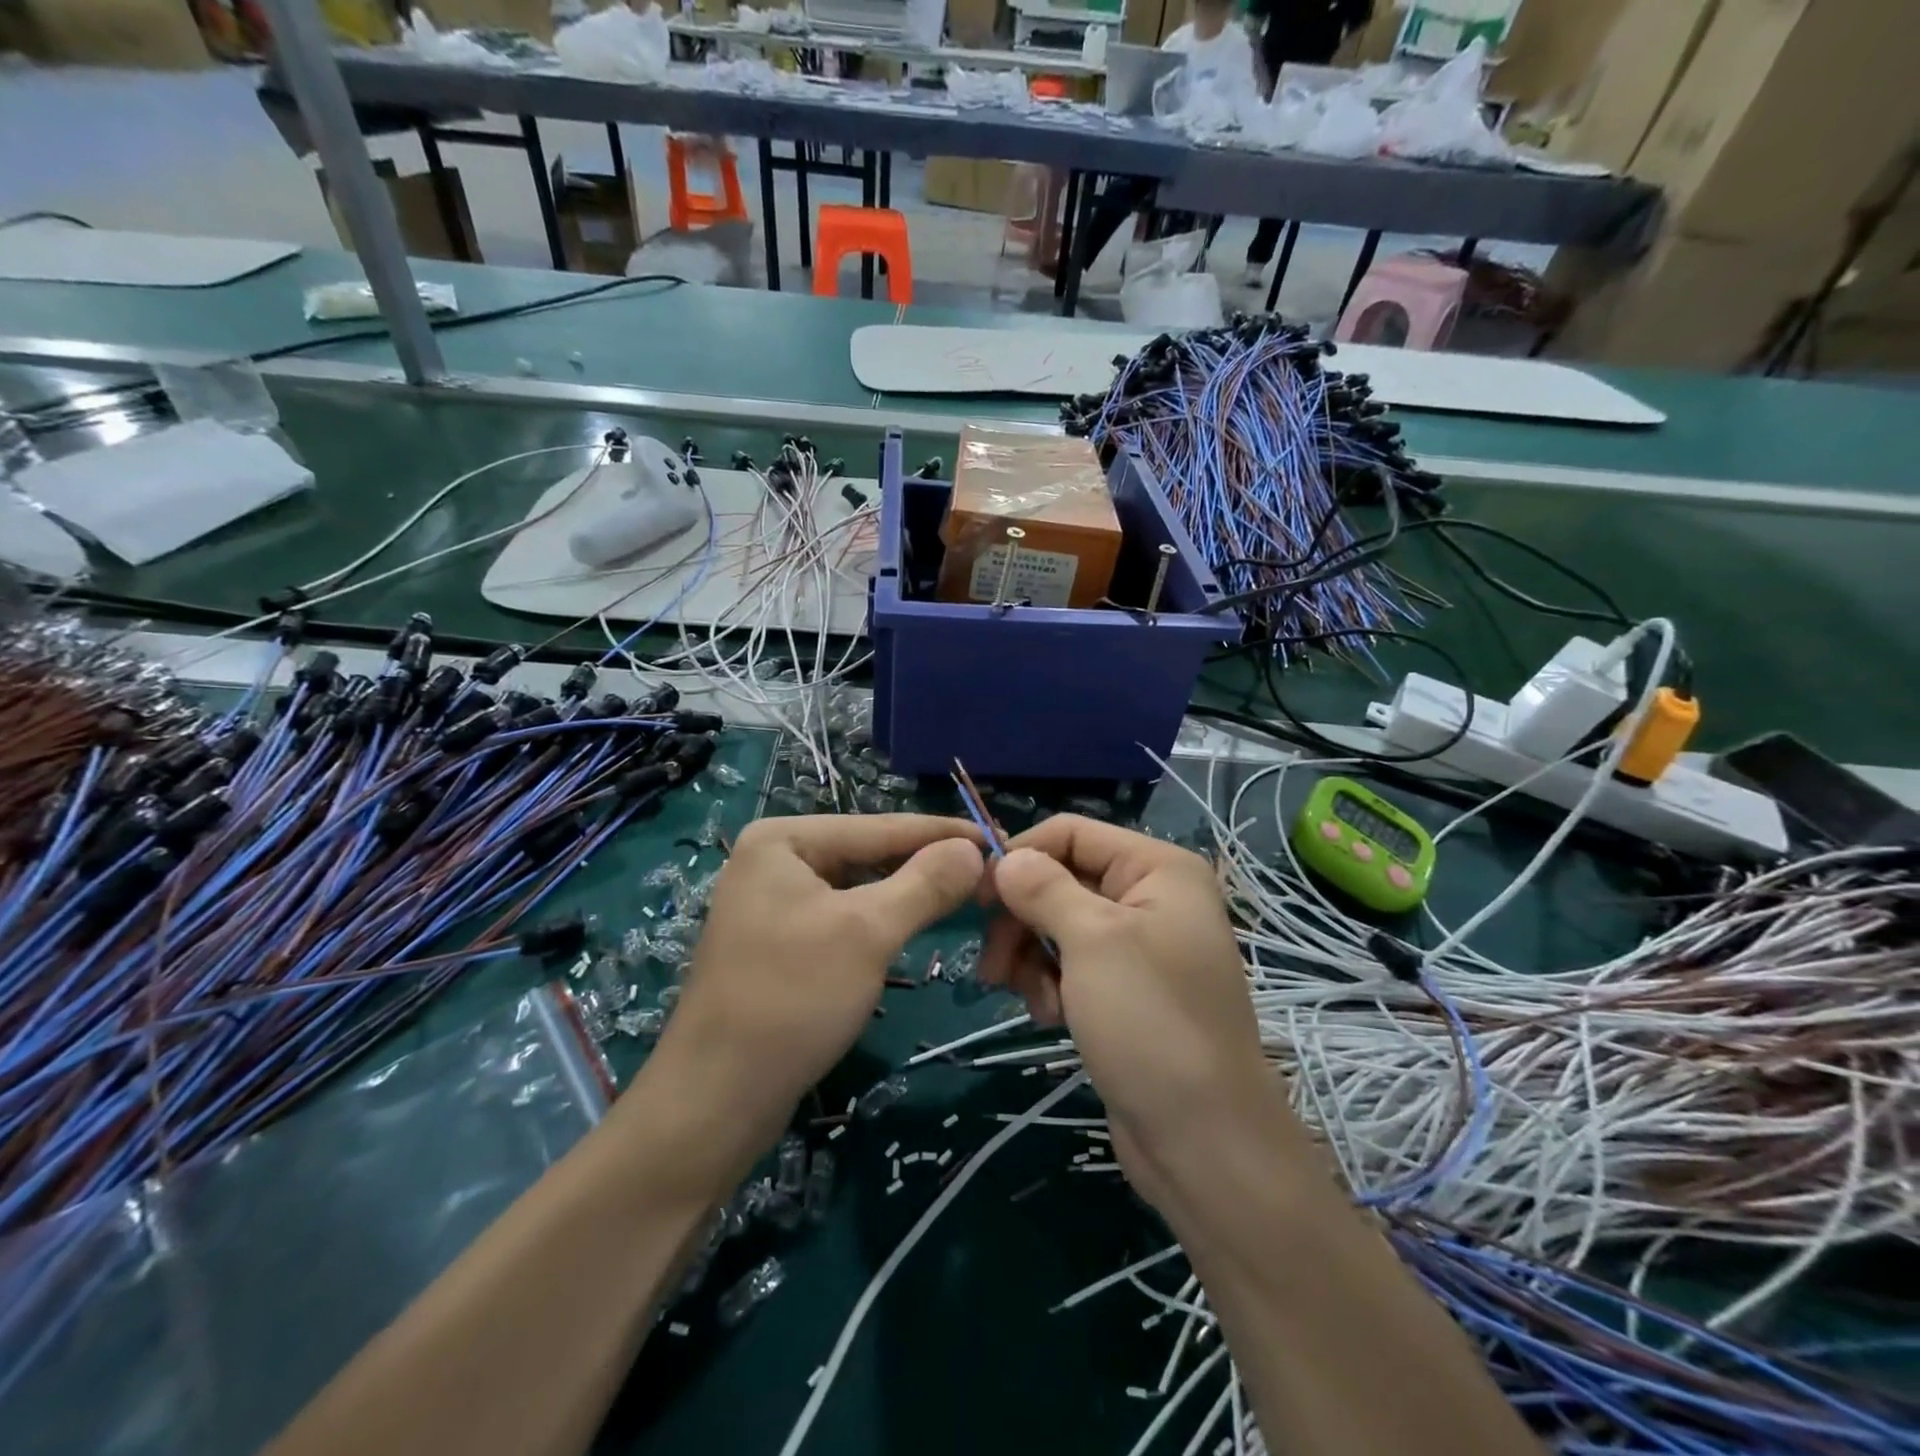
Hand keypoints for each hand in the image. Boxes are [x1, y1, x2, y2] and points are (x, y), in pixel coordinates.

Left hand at [661, 814, 984, 1125]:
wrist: (715, 1099)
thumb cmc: (791, 1000)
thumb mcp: (867, 933)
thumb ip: (924, 883)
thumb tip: (973, 848)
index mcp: (782, 839)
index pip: (879, 827)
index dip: (942, 833)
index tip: (997, 837)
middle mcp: (773, 859)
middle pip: (867, 852)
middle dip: (926, 864)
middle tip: (988, 872)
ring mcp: (773, 901)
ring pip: (858, 886)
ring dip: (908, 892)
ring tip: (964, 894)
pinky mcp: (779, 940)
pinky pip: (843, 915)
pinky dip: (882, 918)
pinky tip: (916, 924)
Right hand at [980, 816, 1304, 1215]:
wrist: (1203, 1141)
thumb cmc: (1150, 1022)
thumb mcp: (1093, 941)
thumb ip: (1043, 888)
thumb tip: (1005, 858)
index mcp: (1157, 868)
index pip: (1071, 833)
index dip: (1021, 855)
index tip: (975, 896)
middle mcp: (1151, 896)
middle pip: (1061, 880)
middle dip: (1022, 919)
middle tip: (992, 963)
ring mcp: (1139, 946)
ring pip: (1059, 925)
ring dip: (1032, 957)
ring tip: (1032, 1000)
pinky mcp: (1126, 990)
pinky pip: (1072, 964)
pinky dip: (1051, 984)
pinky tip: (1050, 1017)